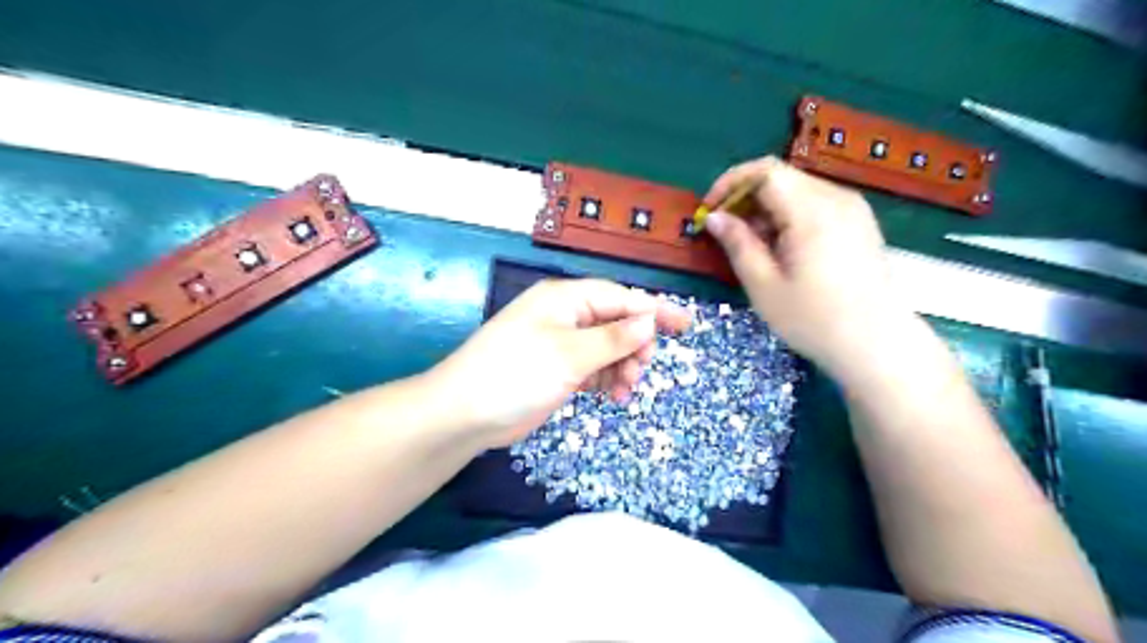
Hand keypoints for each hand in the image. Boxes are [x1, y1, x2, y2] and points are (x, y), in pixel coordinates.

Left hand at [425, 280, 683, 449]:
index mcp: (565, 299)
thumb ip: (614, 338)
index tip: (686, 325)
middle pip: (616, 323)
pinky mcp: (558, 369)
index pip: (620, 297)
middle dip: (635, 346)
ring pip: (608, 349)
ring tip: (625, 391)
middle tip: (641, 371)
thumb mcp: (570, 354)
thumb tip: (650, 321)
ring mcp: (561, 344)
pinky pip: (594, 368)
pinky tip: (612, 397)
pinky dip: (607, 380)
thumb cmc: (517, 373)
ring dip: (622, 367)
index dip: (654, 310)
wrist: (465, 413)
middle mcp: (565, 316)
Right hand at [700, 156, 913, 376]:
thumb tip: (714, 217)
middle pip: (781, 176)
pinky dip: (788, 215)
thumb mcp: (764, 286)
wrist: (876, 344)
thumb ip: (738, 244)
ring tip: (752, 245)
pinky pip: (815, 203)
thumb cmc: (814, 320)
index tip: (710, 212)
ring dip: (766, 208)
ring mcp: (852, 208)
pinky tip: (781, 248)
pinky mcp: (859, 222)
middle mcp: (836, 198)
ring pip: (797, 189)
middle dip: (745, 197)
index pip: (764, 171)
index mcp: (812, 212)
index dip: (730, 183)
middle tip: (726, 232)